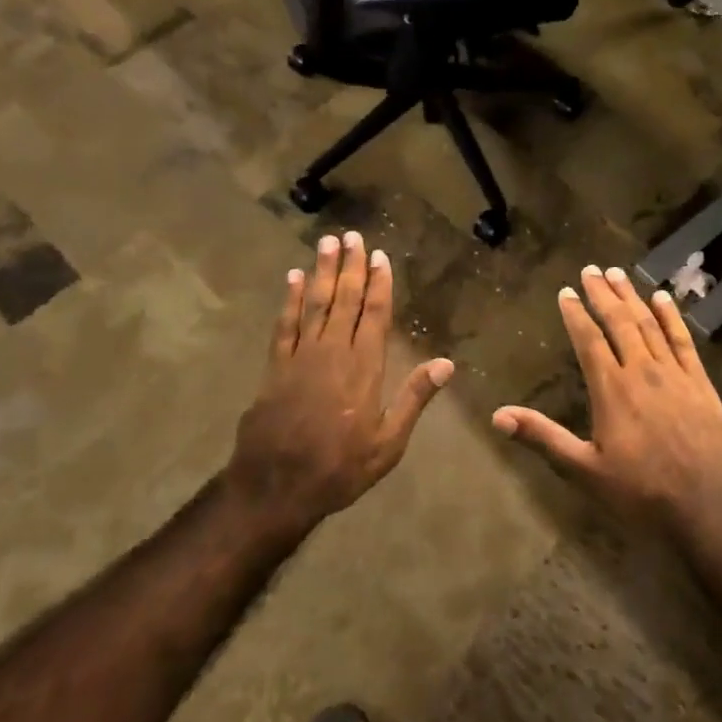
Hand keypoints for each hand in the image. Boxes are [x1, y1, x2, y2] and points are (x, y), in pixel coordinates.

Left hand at [227, 232, 453, 531]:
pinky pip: (285, 323)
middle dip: (350, 265)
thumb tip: (446, 363)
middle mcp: (333, 352)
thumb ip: (414, 398)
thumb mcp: (388, 443)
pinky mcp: (275, 365)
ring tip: (327, 241)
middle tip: (352, 235)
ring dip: (322, 271)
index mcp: (364, 367)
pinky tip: (294, 277)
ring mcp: (301, 356)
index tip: (380, 256)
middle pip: (344, 299)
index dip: (378, 283)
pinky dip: (290, 298)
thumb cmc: (339, 467)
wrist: (276, 486)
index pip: (374, 314)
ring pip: (315, 302)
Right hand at [492, 264, 721, 536]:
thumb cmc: (641, 492)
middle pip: (619, 322)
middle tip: (591, 269)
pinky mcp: (700, 382)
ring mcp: (674, 373)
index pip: (588, 339)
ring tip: (618, 273)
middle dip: (603, 293)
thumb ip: (543, 437)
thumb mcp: (584, 469)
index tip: (566, 291)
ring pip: (649, 324)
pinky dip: (671, 316)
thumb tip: (498, 416)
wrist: (708, 506)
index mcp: (611, 389)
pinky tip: (663, 298)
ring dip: (631, 296)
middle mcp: (641, 371)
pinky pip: (683, 340)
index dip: (576, 313)